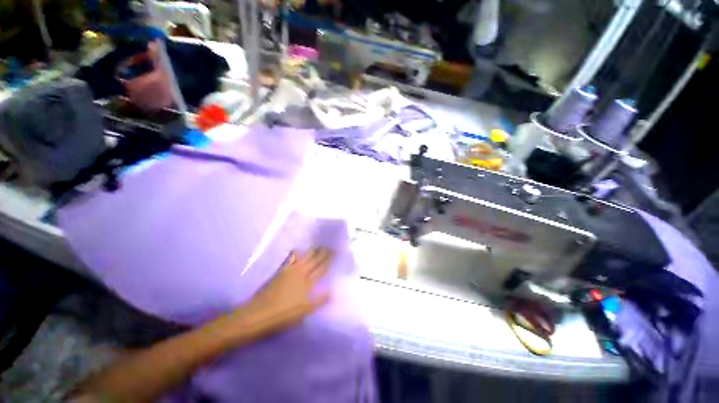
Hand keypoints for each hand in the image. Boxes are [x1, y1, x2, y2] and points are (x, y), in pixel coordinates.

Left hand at [231, 248, 332, 339]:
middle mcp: (300, 273)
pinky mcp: (280, 271)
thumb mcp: (304, 311)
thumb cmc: (283, 315)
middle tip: (329, 246)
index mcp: (307, 283)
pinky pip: (291, 258)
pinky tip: (298, 249)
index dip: (329, 259)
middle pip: (314, 260)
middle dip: (322, 252)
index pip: (321, 268)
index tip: (335, 252)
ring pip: (304, 257)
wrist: (258, 314)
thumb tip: (332, 291)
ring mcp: (290, 271)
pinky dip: (296, 253)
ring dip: (312, 250)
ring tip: (318, 245)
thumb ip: (319, 301)